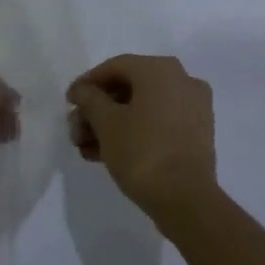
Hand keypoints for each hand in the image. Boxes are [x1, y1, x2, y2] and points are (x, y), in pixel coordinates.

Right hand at [67, 54, 216, 223]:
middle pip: (129, 88)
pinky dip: (133, 132)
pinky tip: (105, 154)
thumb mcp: (106, 123)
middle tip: (75, 131)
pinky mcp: (196, 133)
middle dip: (97, 110)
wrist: (186, 198)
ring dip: (111, 124)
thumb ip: (89, 99)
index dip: (87, 83)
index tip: (68, 103)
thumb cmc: (142, 151)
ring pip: (143, 108)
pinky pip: (158, 123)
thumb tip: (83, 90)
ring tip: (85, 148)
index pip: (115, 66)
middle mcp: (182, 80)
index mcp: (161, 69)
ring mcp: (193, 107)